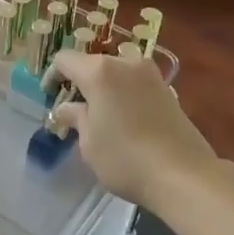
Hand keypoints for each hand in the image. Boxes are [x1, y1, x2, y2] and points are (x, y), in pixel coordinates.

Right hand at [48, 51, 218, 209]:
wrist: (184, 175)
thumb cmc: (126, 159)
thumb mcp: (89, 143)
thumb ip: (75, 118)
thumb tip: (66, 109)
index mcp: (99, 71)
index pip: (65, 60)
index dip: (52, 76)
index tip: (49, 97)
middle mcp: (125, 63)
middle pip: (92, 63)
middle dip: (80, 82)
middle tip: (73, 109)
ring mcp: (150, 74)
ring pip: (116, 73)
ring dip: (104, 88)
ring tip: (99, 116)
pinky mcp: (168, 89)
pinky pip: (134, 84)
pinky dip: (123, 95)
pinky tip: (124, 120)